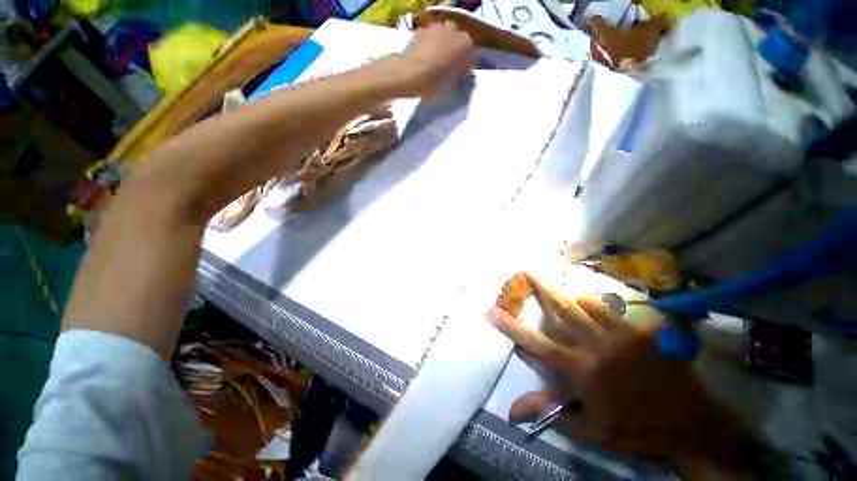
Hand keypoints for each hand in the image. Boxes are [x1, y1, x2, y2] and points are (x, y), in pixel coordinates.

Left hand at [384, 21, 474, 97]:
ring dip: (442, 46)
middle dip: (454, 52)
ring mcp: (437, 27)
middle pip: (458, 42)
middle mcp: (454, 30)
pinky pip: (430, 37)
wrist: (411, 74)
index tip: (461, 76)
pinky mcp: (422, 30)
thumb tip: (463, 77)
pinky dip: (429, 45)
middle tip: (448, 69)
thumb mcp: (453, 85)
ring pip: (444, 36)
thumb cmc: (436, 82)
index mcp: (466, 44)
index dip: (466, 67)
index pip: (472, 55)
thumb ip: (461, 78)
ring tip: (435, 62)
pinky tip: (424, 57)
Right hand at [485, 273, 759, 476]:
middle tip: (528, 268)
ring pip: (589, 303)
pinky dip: (602, 309)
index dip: (509, 326)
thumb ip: (548, 411)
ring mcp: (623, 335)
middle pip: (562, 308)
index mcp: (580, 369)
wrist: (691, 426)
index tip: (490, 310)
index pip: (534, 343)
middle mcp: (596, 345)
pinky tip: (603, 316)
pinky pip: (616, 310)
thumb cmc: (634, 428)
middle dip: (541, 285)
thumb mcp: (588, 427)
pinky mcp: (645, 332)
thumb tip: (510, 412)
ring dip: (575, 300)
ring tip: (572, 302)